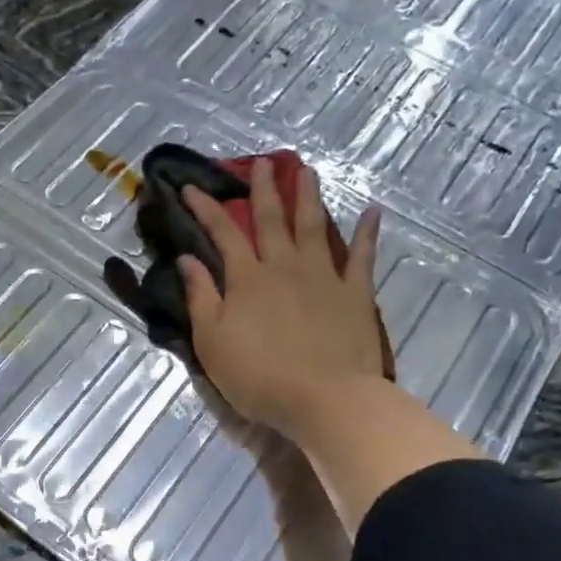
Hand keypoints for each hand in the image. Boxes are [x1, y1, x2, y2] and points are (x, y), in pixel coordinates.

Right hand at [177, 159, 393, 445]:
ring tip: (305, 170)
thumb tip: (186, 259)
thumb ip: (200, 297)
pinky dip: (368, 233)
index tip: (191, 186)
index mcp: (247, 279)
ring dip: (308, 196)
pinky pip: (363, 257)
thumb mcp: (212, 342)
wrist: (325, 399)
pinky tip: (373, 211)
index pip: (222, 233)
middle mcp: (284, 267)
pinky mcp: (355, 294)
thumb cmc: (258, 376)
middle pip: (271, 219)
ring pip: (313, 226)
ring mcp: (324, 277)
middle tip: (260, 162)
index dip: (205, 208)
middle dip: (263, 188)